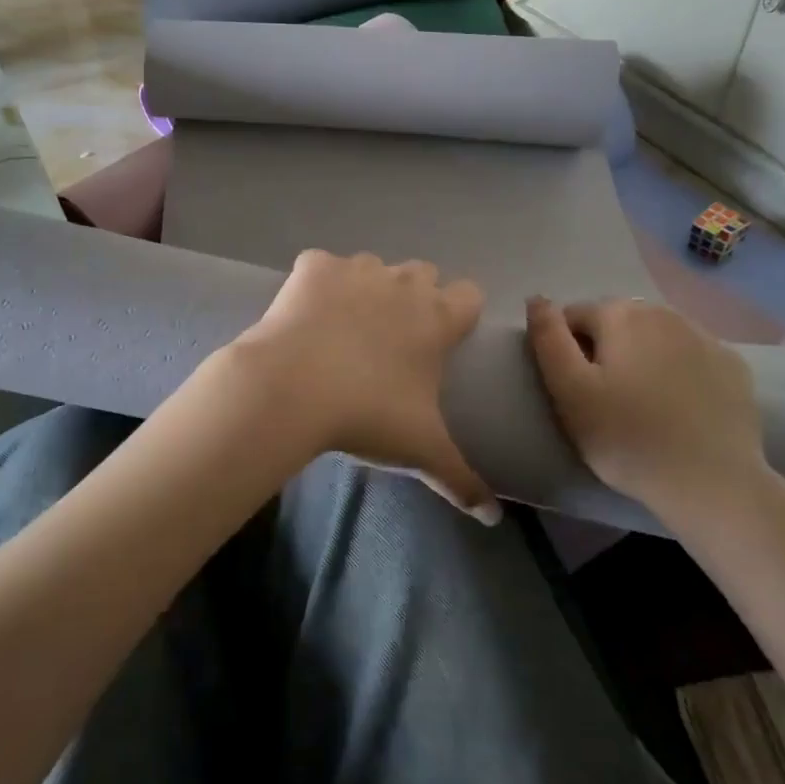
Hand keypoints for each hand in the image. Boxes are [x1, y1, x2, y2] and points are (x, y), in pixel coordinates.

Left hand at [229, 251, 498, 522]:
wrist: (290, 388)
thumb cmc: (366, 415)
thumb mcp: (420, 451)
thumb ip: (463, 480)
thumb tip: (494, 517)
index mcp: (436, 318)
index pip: (470, 294)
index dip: (460, 314)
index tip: (444, 341)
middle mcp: (402, 282)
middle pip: (423, 273)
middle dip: (415, 298)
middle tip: (393, 340)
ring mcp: (356, 269)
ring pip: (374, 267)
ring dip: (368, 289)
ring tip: (345, 330)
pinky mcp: (313, 266)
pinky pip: (323, 267)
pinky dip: (319, 285)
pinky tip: (306, 318)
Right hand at [526, 296, 781, 537]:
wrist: (712, 483)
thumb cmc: (627, 438)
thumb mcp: (569, 392)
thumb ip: (548, 339)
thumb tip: (536, 299)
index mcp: (621, 314)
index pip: (573, 317)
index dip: (566, 352)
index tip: (575, 391)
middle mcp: (664, 312)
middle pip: (617, 323)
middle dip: (605, 351)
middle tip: (606, 401)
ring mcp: (705, 336)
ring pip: (655, 338)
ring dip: (642, 358)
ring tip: (642, 405)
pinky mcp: (733, 366)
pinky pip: (691, 358)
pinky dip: (679, 372)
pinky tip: (680, 408)